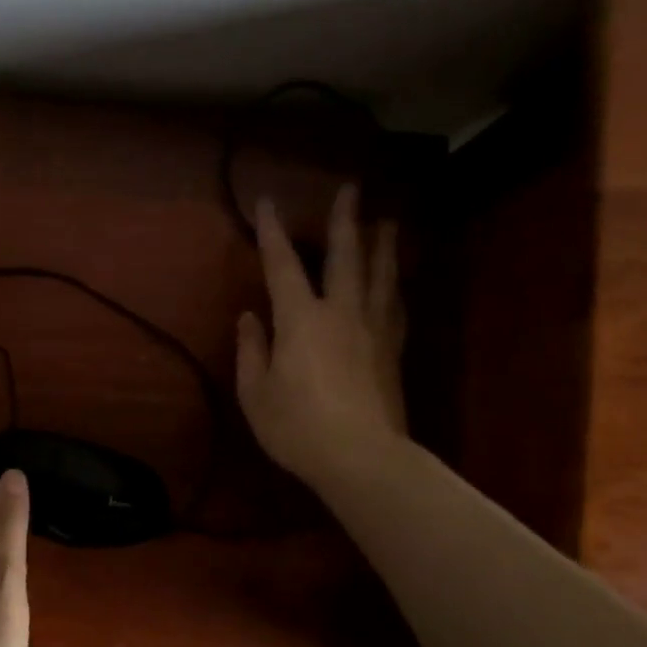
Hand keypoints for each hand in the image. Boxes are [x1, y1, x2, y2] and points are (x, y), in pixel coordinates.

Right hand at [236, 186, 407, 490]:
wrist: (362, 458)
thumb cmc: (298, 427)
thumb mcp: (256, 394)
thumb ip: (251, 352)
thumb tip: (250, 319)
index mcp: (301, 319)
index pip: (282, 265)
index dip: (272, 232)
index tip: (267, 202)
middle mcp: (341, 313)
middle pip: (345, 256)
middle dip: (345, 220)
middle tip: (352, 188)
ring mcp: (373, 330)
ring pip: (380, 275)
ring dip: (382, 244)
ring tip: (388, 221)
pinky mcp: (393, 351)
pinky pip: (396, 308)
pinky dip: (394, 287)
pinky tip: (396, 283)